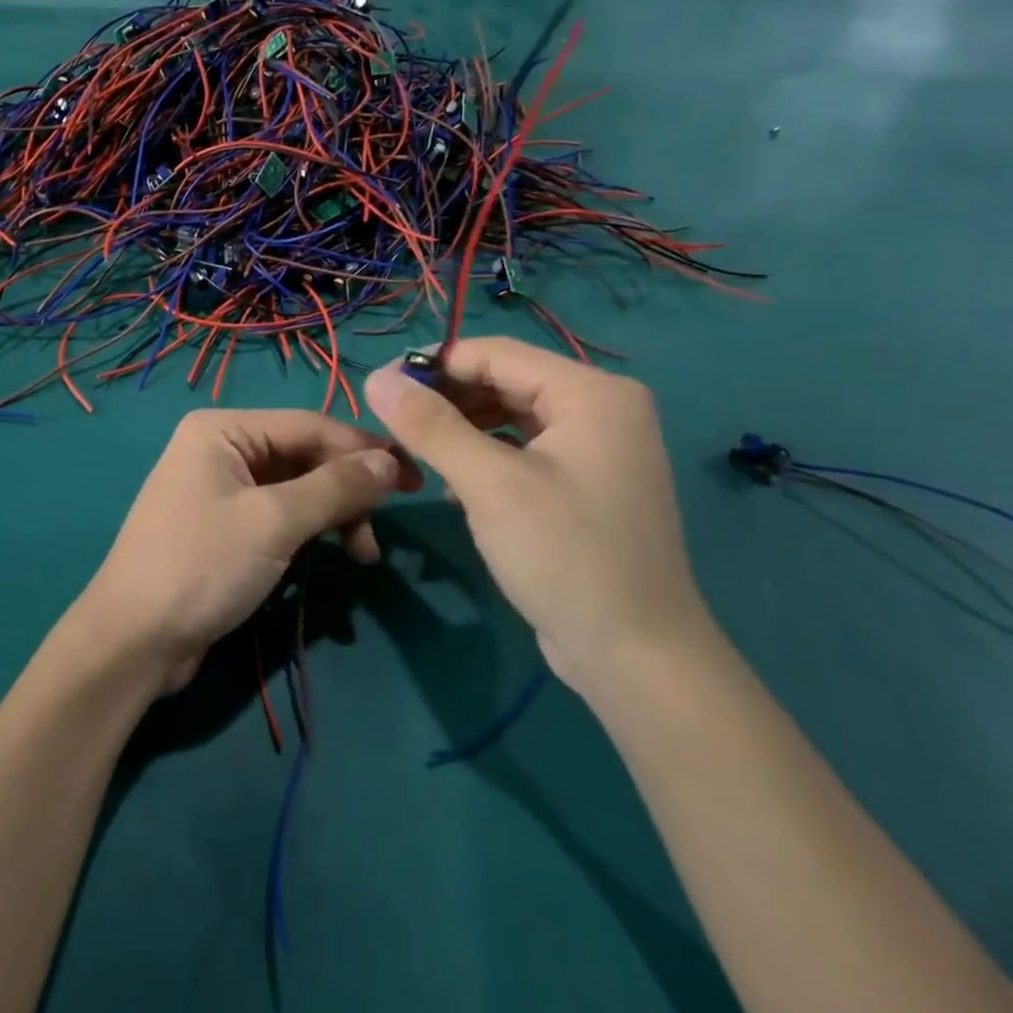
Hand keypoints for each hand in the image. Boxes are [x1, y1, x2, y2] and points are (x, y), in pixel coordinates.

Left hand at [75, 410, 412, 694]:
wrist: (134, 640)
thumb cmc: (201, 566)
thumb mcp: (274, 522)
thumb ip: (335, 487)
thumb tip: (389, 461)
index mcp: (223, 429)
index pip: (309, 425)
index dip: (364, 449)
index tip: (413, 478)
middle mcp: (220, 448)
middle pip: (304, 455)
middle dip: (347, 489)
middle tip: (382, 529)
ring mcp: (220, 488)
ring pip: (296, 488)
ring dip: (333, 515)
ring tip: (362, 555)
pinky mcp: (225, 526)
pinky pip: (279, 515)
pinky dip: (310, 532)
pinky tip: (334, 555)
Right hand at [363, 339, 712, 694]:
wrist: (636, 659)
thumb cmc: (565, 556)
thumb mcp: (489, 484)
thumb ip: (430, 425)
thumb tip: (375, 378)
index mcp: (591, 392)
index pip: (494, 353)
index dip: (432, 365)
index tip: (378, 390)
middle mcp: (601, 408)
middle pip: (503, 381)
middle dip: (445, 400)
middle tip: (393, 426)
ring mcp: (597, 448)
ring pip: (509, 416)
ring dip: (460, 430)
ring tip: (416, 453)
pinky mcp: (586, 484)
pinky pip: (523, 449)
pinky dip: (484, 456)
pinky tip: (452, 485)